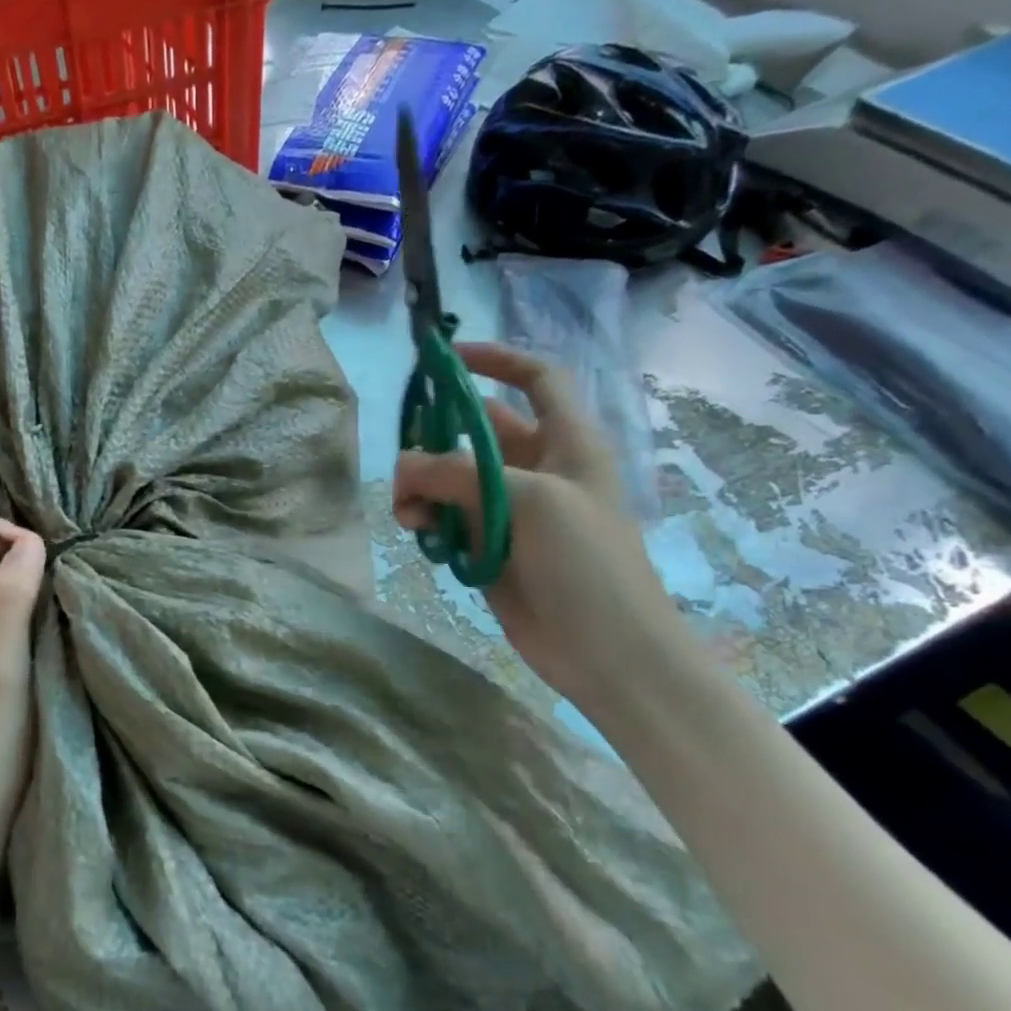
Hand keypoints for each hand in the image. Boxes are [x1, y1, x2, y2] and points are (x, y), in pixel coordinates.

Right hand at [393, 344, 687, 712]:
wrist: (607, 651)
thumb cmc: (586, 563)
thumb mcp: (529, 500)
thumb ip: (459, 473)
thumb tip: (404, 467)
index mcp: (568, 442)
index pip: (536, 380)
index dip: (496, 360)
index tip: (447, 359)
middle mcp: (538, 470)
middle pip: (477, 432)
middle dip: (438, 438)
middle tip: (404, 458)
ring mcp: (512, 511)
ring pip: (453, 479)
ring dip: (424, 488)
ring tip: (408, 512)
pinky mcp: (489, 547)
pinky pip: (448, 519)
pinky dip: (429, 521)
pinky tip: (420, 536)